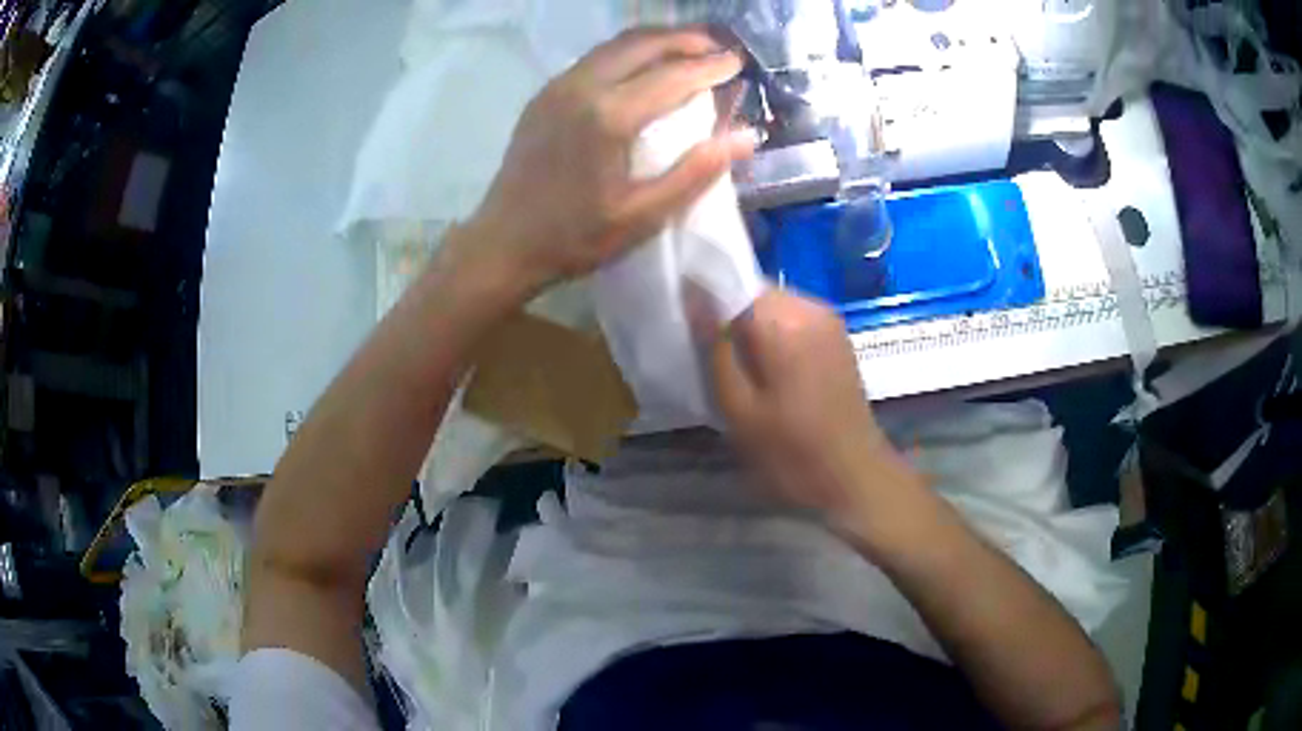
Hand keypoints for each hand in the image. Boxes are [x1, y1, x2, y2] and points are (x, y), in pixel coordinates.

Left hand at [462, 27, 756, 295]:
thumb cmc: (575, 237)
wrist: (503, 243)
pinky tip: (643, 64)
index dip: (710, 67)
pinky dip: (628, 51)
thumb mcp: (643, 216)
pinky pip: (594, 57)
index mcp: (608, 117)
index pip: (672, 76)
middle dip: (686, 39)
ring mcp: (557, 87)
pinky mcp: (544, 94)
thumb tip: (746, 136)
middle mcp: (581, 87)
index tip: (739, 62)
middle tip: (719, 47)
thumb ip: (696, 172)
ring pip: (615, 45)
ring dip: (656, 40)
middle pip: (643, 44)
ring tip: (689, 47)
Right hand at [712, 289, 922, 523]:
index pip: (729, 280)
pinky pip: (792, 317)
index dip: (702, 295)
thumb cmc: (792, 453)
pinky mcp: (837, 335)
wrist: (855, 478)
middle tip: (704, 350)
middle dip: (726, 312)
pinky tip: (763, 367)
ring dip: (749, 324)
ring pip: (772, 304)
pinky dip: (772, 333)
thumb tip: (694, 296)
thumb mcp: (738, 409)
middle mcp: (809, 307)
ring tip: (732, 362)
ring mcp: (828, 319)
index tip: (681, 321)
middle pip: (752, 290)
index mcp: (783, 322)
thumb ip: (715, 348)